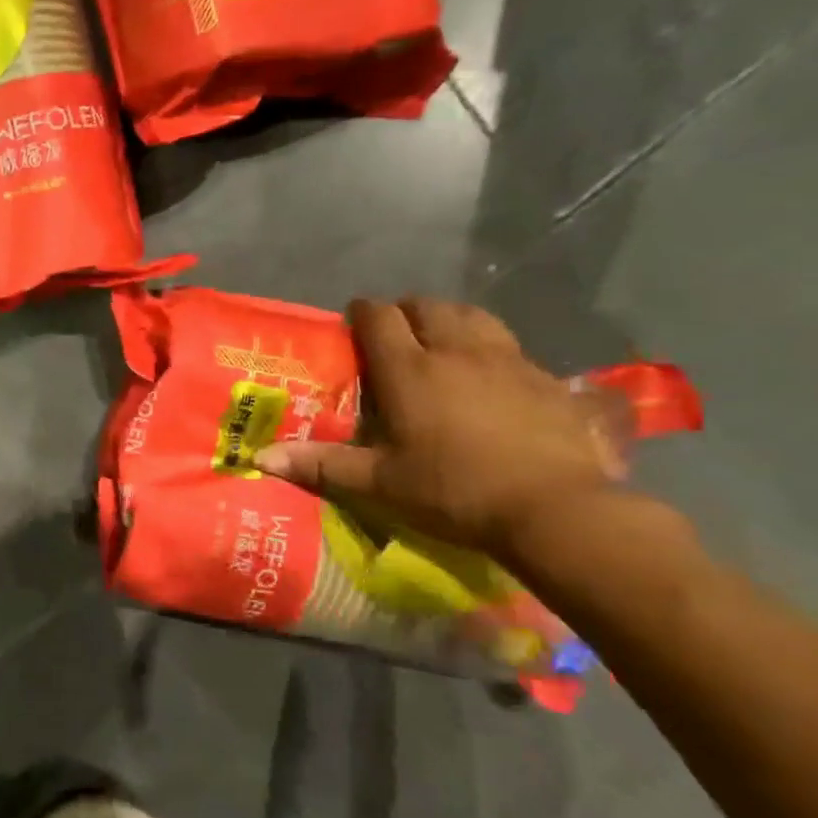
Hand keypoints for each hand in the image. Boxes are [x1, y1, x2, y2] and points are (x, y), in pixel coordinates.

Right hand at [254, 298, 622, 554]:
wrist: (557, 510)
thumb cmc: (453, 491)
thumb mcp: (379, 483)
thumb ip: (321, 464)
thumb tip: (260, 458)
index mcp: (410, 370)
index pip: (379, 318)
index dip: (362, 313)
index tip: (353, 322)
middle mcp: (456, 352)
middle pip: (427, 306)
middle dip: (406, 311)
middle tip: (394, 334)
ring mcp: (507, 361)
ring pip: (474, 316)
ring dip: (451, 319)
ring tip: (442, 341)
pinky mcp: (547, 379)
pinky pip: (512, 347)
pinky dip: (493, 349)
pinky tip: (493, 377)